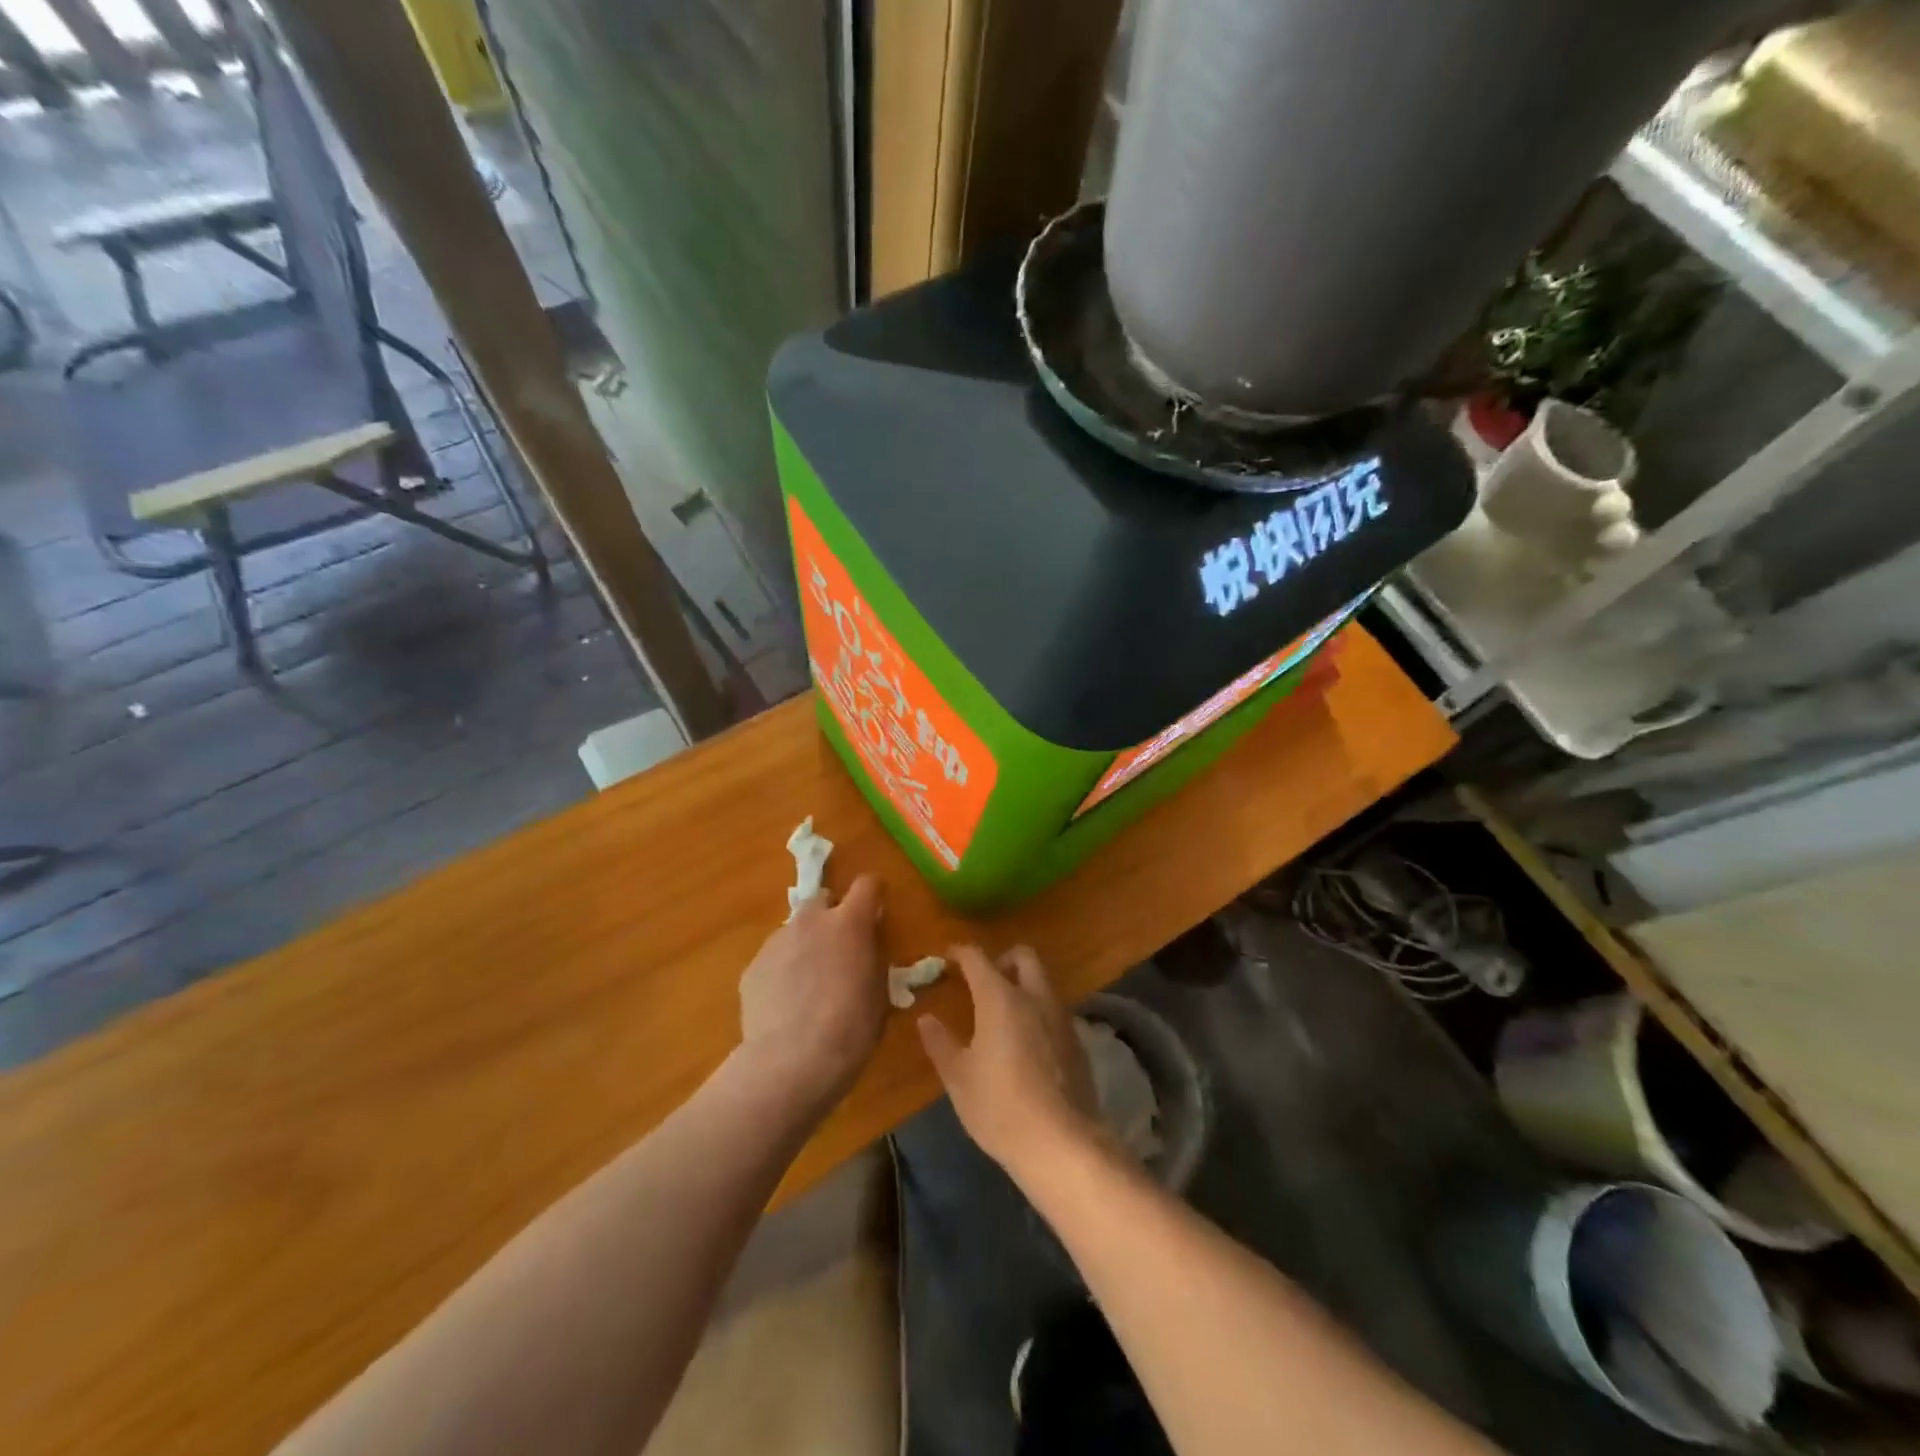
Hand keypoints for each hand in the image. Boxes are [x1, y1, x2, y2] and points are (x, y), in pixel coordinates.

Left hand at [737, 875, 886, 1108]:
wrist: (791, 1062)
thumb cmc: (850, 1029)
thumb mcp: (879, 994)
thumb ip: (872, 962)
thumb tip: (866, 952)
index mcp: (849, 923)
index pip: (867, 885)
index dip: (873, 895)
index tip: (876, 912)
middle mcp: (811, 922)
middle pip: (822, 900)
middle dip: (832, 916)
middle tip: (839, 949)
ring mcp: (776, 942)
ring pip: (795, 930)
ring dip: (806, 945)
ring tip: (809, 985)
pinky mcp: (752, 967)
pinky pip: (774, 959)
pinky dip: (783, 971)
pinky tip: (786, 1005)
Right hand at [916, 945, 1100, 1178]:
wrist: (1061, 1143)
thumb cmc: (999, 1107)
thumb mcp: (958, 1077)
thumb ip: (940, 1042)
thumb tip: (926, 1019)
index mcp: (1001, 998)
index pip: (978, 958)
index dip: (960, 952)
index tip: (948, 957)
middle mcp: (1035, 997)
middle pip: (1024, 956)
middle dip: (1002, 959)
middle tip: (983, 981)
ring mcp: (1061, 1017)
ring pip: (1043, 982)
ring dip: (1023, 985)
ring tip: (1003, 1014)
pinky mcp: (1077, 1041)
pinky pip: (1054, 1010)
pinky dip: (1038, 1011)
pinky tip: (1026, 1042)